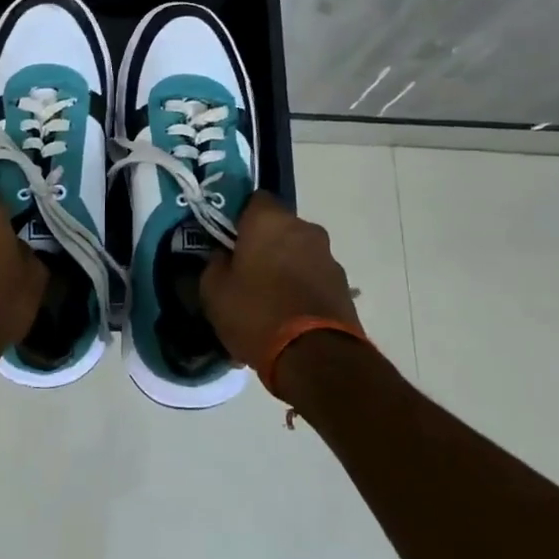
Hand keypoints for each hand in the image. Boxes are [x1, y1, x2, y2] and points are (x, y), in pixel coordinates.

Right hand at [200, 192, 363, 370]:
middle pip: (279, 227)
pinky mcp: (344, 286)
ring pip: (299, 253)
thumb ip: (214, 264)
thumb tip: (222, 256)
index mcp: (270, 220)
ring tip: (269, 299)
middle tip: (246, 271)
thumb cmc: (256, 313)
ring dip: (286, 266)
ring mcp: (329, 257)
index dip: (240, 217)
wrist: (315, 358)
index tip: (228, 239)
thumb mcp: (214, 291)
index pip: (254, 199)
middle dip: (264, 244)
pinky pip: (314, 278)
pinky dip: (302, 288)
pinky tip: (288, 316)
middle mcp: (304, 229)